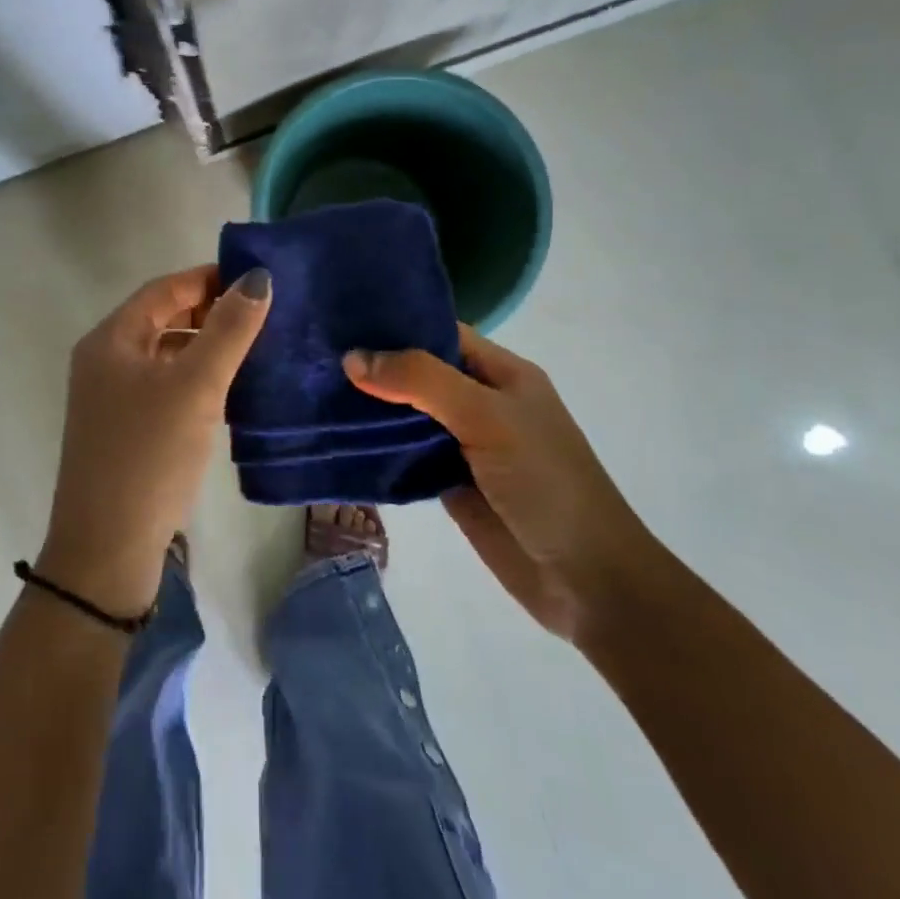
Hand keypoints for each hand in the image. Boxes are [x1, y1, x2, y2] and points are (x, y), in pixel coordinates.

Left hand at [37, 265, 271, 617]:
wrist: (107, 548)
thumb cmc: (150, 454)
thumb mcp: (195, 386)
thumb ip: (228, 330)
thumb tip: (256, 278)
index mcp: (111, 339)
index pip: (164, 290)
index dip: (208, 279)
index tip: (256, 281)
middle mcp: (105, 361)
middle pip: (163, 320)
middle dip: (210, 314)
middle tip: (262, 318)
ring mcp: (111, 398)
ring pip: (166, 356)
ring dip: (206, 349)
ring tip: (256, 351)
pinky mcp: (125, 430)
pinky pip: (165, 388)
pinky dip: (196, 381)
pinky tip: (230, 393)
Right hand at [344, 326, 659, 641]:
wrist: (586, 580)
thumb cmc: (545, 482)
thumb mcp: (488, 416)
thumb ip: (421, 382)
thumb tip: (353, 358)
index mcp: (500, 374)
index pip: (440, 333)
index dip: (395, 324)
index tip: (341, 318)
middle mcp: (479, 402)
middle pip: (418, 373)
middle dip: (374, 365)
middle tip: (314, 354)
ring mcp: (462, 444)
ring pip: (406, 415)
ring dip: (369, 407)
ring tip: (313, 389)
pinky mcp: (447, 483)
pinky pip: (403, 455)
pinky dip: (374, 447)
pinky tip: (336, 438)